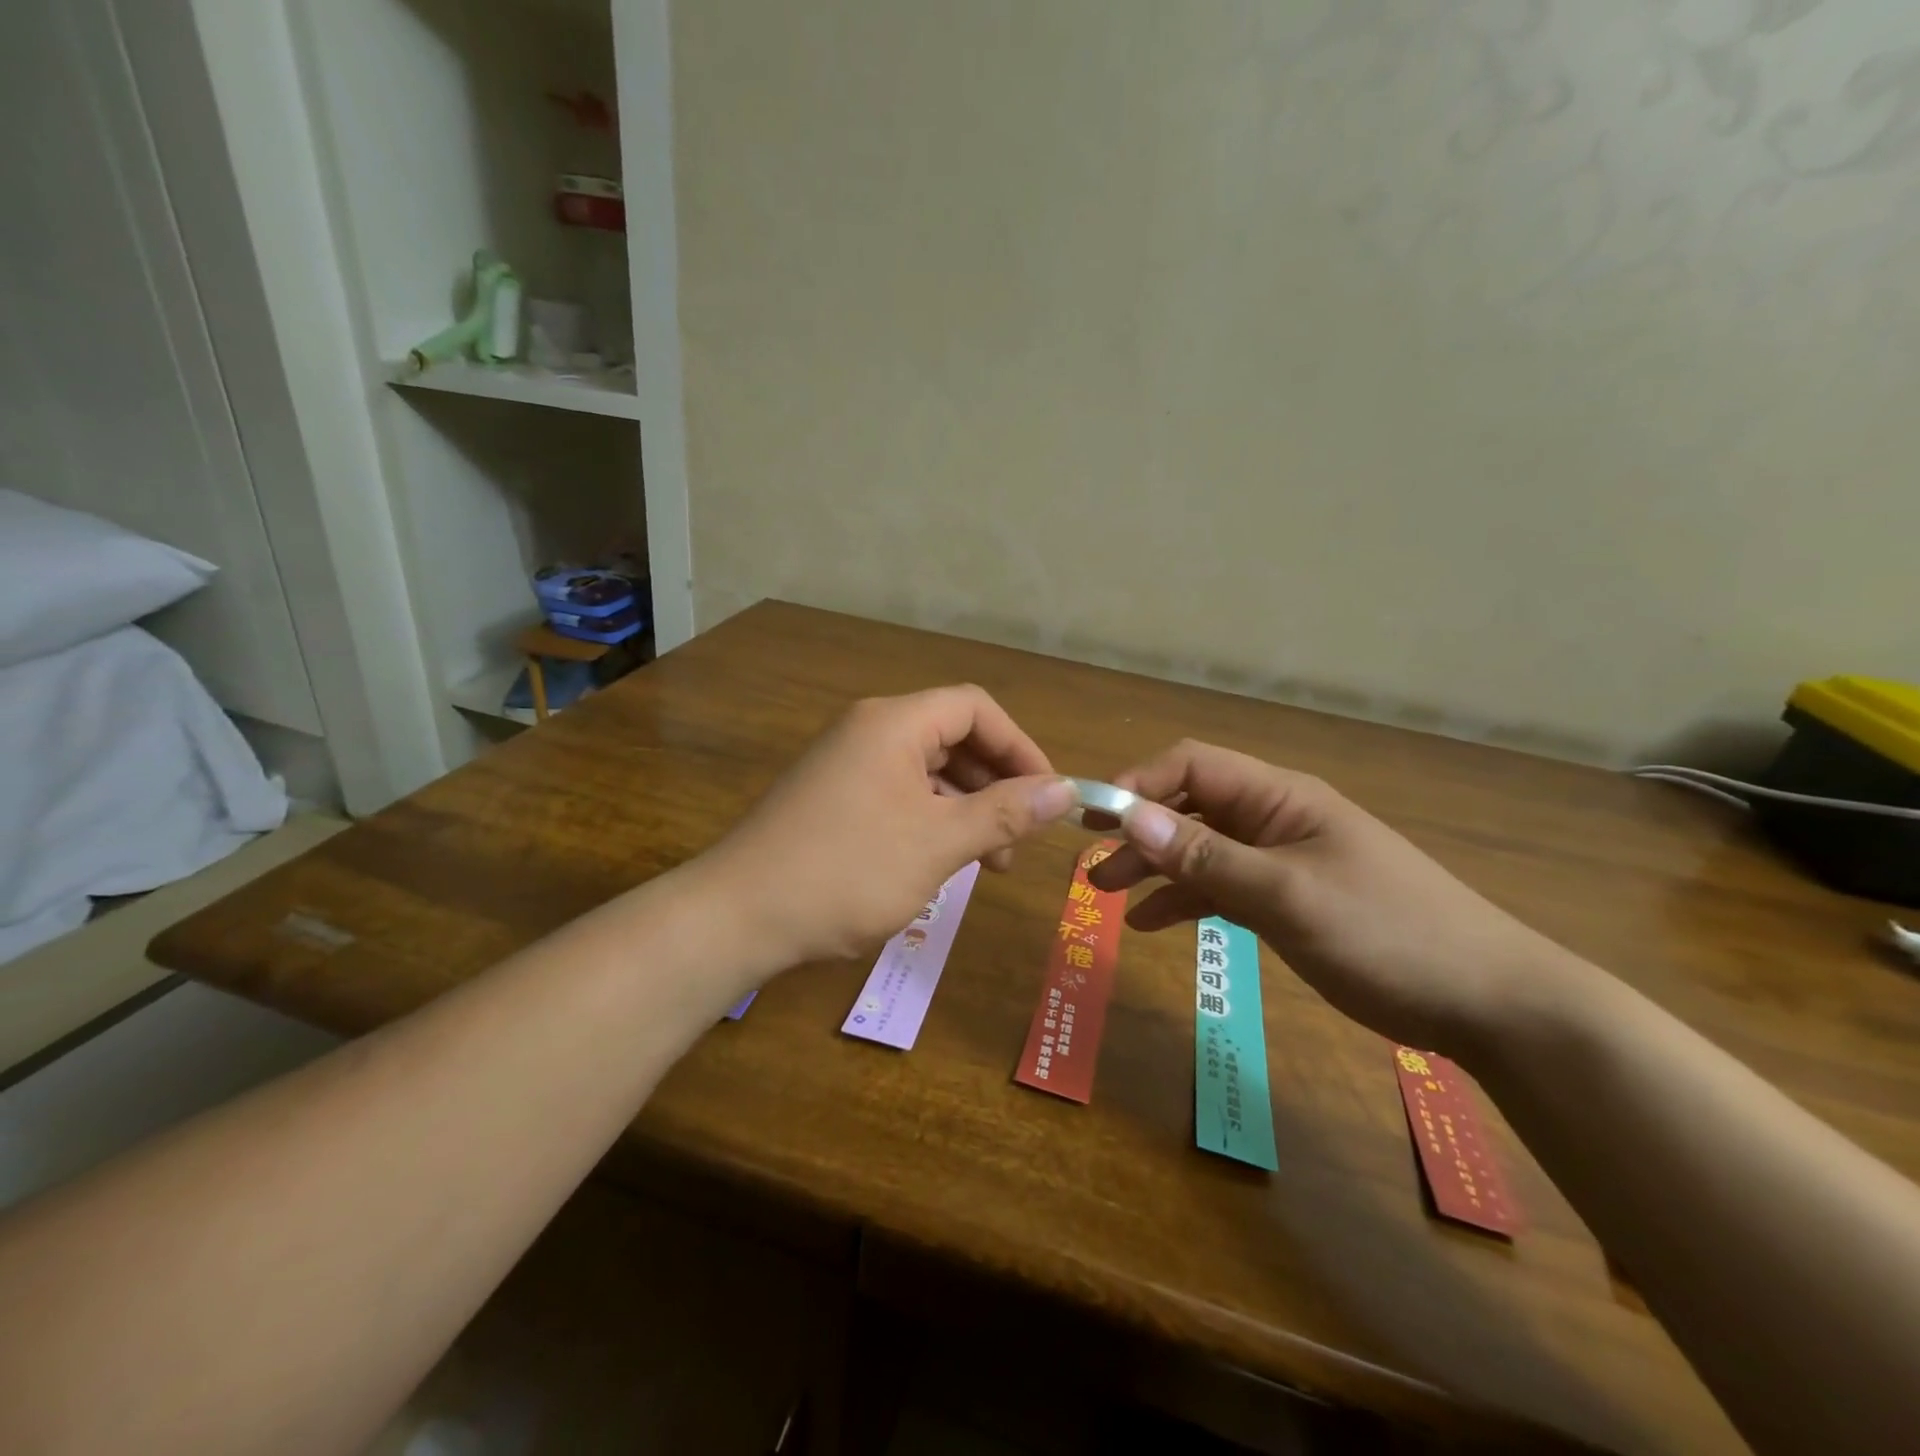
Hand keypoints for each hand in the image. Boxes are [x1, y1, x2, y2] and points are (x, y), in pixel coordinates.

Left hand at [703, 686, 1076, 966]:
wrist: (738, 916)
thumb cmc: (846, 872)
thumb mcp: (937, 843)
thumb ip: (1004, 813)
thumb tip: (1065, 790)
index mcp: (895, 723)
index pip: (976, 708)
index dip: (1020, 746)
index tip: (1049, 794)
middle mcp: (870, 731)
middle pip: (953, 737)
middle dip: (996, 783)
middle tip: (1021, 836)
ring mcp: (848, 764)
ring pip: (928, 771)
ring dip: (967, 808)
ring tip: (989, 862)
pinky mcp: (835, 798)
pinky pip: (900, 795)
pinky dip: (932, 821)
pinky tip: (943, 862)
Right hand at [1086, 740, 1585, 1056]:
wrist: (1490, 1002)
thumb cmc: (1389, 934)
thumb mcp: (1288, 895)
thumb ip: (1207, 857)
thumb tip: (1130, 817)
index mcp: (1279, 797)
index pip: (1192, 765)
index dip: (1140, 783)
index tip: (1096, 819)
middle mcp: (1274, 819)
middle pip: (1189, 807)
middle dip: (1137, 829)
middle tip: (1088, 860)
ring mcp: (1282, 860)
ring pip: (1200, 849)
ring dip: (1154, 866)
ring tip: (1107, 893)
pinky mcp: (1288, 899)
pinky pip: (1222, 887)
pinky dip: (1185, 899)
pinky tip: (1150, 923)